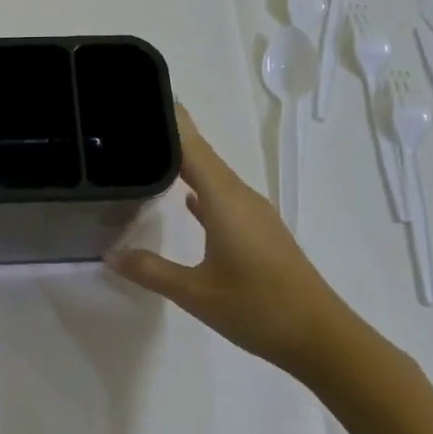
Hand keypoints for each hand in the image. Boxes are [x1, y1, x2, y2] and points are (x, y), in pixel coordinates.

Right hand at [108, 106, 358, 375]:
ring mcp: (252, 213)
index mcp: (224, 199)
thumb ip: (150, 270)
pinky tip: (184, 196)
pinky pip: (221, 195)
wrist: (322, 338)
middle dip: (169, 134)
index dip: (167, 118)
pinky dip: (199, 187)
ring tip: (148, 152)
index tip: (139, 95)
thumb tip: (110, 253)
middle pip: (200, 153)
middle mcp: (239, 196)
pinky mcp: (258, 230)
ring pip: (212, 174)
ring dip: (183, 161)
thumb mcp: (195, 293)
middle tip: (128, 122)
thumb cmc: (258, 308)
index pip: (190, 145)